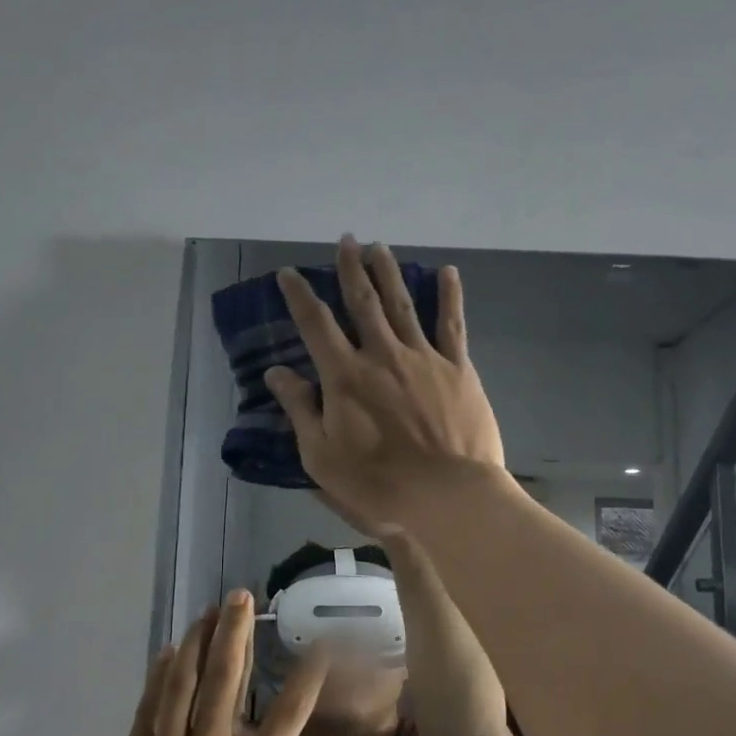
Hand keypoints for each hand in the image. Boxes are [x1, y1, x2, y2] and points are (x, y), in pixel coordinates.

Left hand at [70, 594, 379, 735]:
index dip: (308, 675)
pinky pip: (149, 708)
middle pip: (227, 680)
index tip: (320, 642)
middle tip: (240, 595)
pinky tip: (167, 653)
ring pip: (184, 684)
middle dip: (236, 633)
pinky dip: (160, 676)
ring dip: (198, 642)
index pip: (290, 714)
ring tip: (207, 610)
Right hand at [266, 236, 505, 531]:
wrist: (447, 495)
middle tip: (345, 240)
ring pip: (403, 304)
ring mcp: (423, 358)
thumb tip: (277, 373)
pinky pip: (452, 325)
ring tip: (380, 247)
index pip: (316, 324)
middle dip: (351, 268)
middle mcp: (382, 355)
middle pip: (363, 302)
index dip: (300, 296)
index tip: (288, 273)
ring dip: (389, 273)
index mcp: (345, 376)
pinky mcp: (458, 369)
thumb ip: (300, 410)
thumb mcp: (322, 456)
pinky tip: (448, 272)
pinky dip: (449, 297)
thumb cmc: (378, 483)